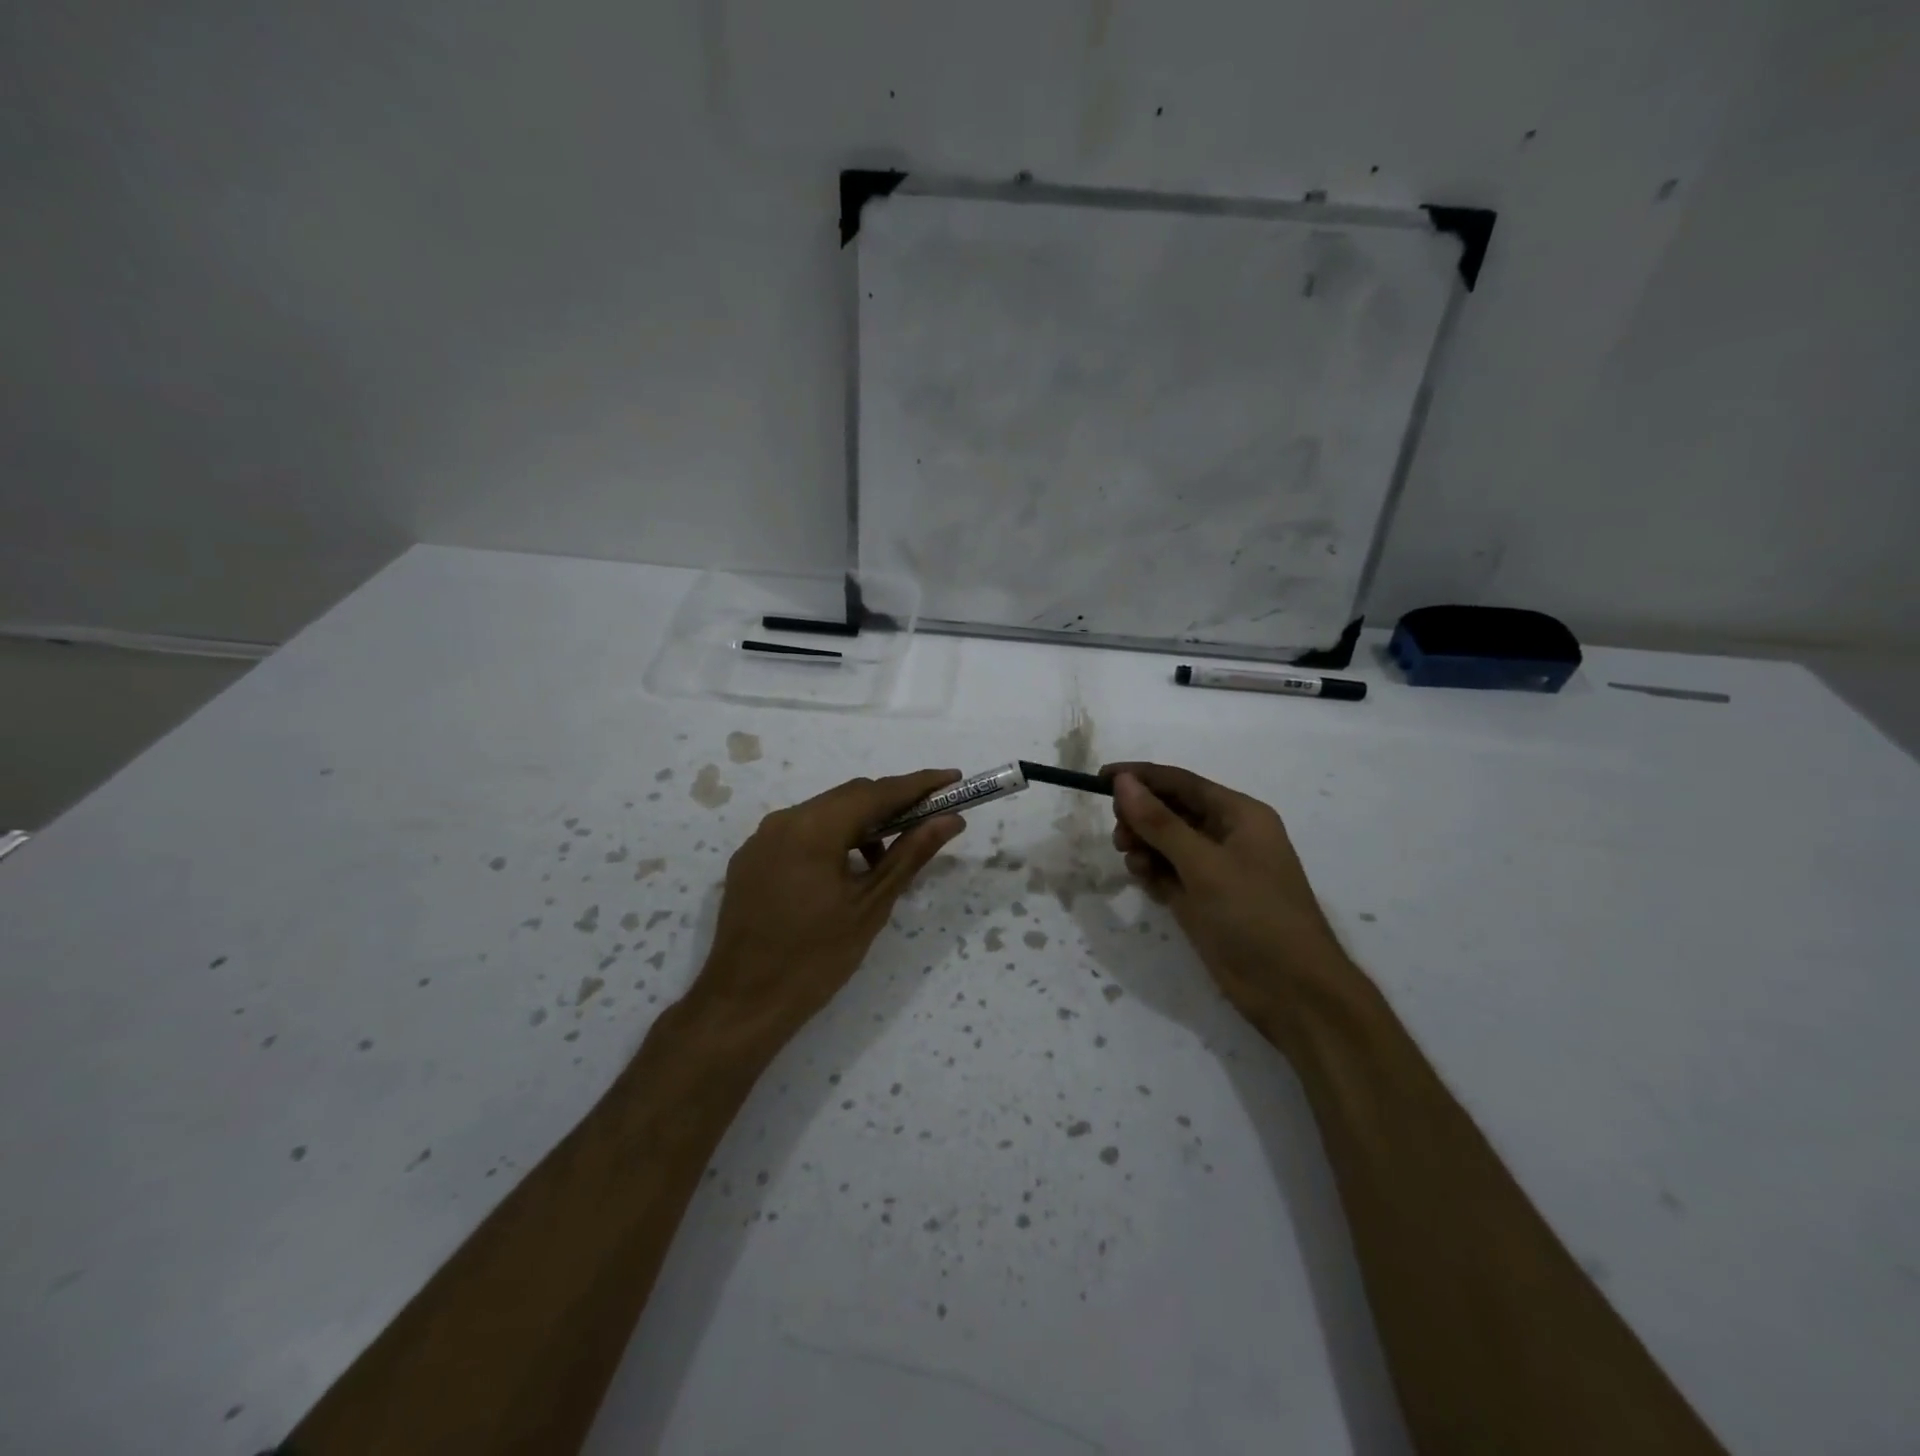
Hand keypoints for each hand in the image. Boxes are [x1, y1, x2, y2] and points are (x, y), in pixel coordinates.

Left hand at [692, 770, 966, 1048]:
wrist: (743, 1004)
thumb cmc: (816, 958)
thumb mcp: (871, 905)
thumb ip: (910, 854)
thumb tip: (950, 820)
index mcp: (813, 828)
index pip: (876, 792)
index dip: (918, 784)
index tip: (953, 779)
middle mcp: (782, 821)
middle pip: (848, 796)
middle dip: (891, 802)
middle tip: (930, 817)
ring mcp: (760, 839)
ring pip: (823, 813)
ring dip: (861, 823)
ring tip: (887, 858)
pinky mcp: (750, 860)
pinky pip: (799, 833)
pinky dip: (831, 839)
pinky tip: (846, 871)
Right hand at [1105, 761, 1356, 1030]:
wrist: (1292, 992)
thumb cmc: (1254, 916)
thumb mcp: (1204, 865)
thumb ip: (1160, 823)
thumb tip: (1123, 782)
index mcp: (1239, 815)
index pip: (1181, 782)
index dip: (1140, 777)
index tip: (1099, 779)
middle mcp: (1227, 836)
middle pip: (1171, 811)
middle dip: (1141, 817)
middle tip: (1119, 835)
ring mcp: (1215, 870)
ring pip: (1166, 843)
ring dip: (1144, 846)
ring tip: (1132, 861)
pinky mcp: (1203, 900)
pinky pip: (1168, 873)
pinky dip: (1152, 872)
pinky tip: (1143, 880)